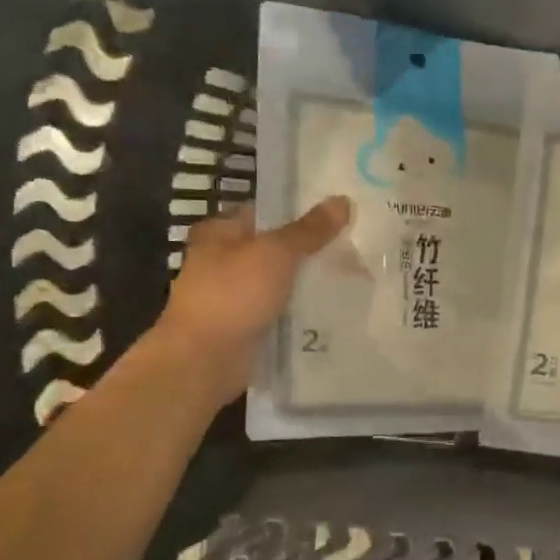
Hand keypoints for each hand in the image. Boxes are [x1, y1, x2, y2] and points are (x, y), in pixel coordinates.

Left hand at [152, 197, 350, 402]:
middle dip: (310, 250)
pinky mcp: (245, 327)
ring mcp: (234, 297)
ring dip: (307, 283)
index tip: (338, 214)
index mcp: (220, 233)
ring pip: (280, 282)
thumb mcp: (276, 253)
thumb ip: (310, 230)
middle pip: (275, 249)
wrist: (205, 359)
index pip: (265, 212)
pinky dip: (300, 312)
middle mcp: (223, 261)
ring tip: (353, 277)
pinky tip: (333, 310)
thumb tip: (343, 200)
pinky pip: (280, 312)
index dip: (300, 210)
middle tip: (354, 246)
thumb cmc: (233, 294)